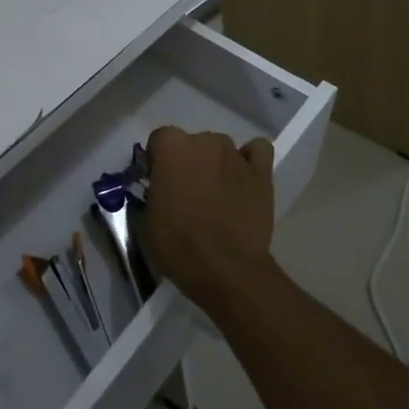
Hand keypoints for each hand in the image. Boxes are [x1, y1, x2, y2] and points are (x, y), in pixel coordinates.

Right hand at [140, 126, 277, 312]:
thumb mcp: (146, 219)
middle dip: (189, 163)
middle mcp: (204, 140)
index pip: (159, 139)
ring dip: (216, 165)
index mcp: (171, 147)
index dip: (158, 161)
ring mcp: (235, 154)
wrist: (225, 269)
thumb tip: (162, 189)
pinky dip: (250, 159)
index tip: (159, 184)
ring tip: (218, 195)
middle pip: (193, 143)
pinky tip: (244, 178)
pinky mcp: (261, 172)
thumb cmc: (178, 244)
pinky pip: (257, 151)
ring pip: (221, 149)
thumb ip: (153, 191)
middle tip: (188, 194)